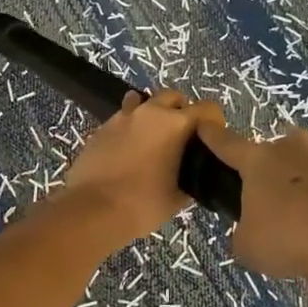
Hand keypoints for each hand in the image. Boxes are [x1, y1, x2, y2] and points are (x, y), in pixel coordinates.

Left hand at [61, 90, 223, 246]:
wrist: (93, 209)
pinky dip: (131, 126)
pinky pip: (123, 117)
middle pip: (173, 96)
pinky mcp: (102, 127)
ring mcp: (122, 117)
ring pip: (144, 102)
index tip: (213, 138)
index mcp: (175, 124)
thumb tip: (189, 175)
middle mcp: (150, 112)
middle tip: (183, 136)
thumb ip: (189, 178)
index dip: (215, 121)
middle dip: (182, 110)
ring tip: (154, 138)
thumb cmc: (143, 203)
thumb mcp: (177, 197)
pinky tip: (129, 147)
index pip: (207, 108)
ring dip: (153, 114)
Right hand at [194, 122, 307, 301]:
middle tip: (283, 212)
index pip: (227, 144)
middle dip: (279, 176)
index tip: (205, 126)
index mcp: (258, 162)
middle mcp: (294, 148)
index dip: (213, 137)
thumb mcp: (250, 248)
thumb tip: (253, 231)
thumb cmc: (292, 241)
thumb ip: (245, 233)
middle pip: (279, 155)